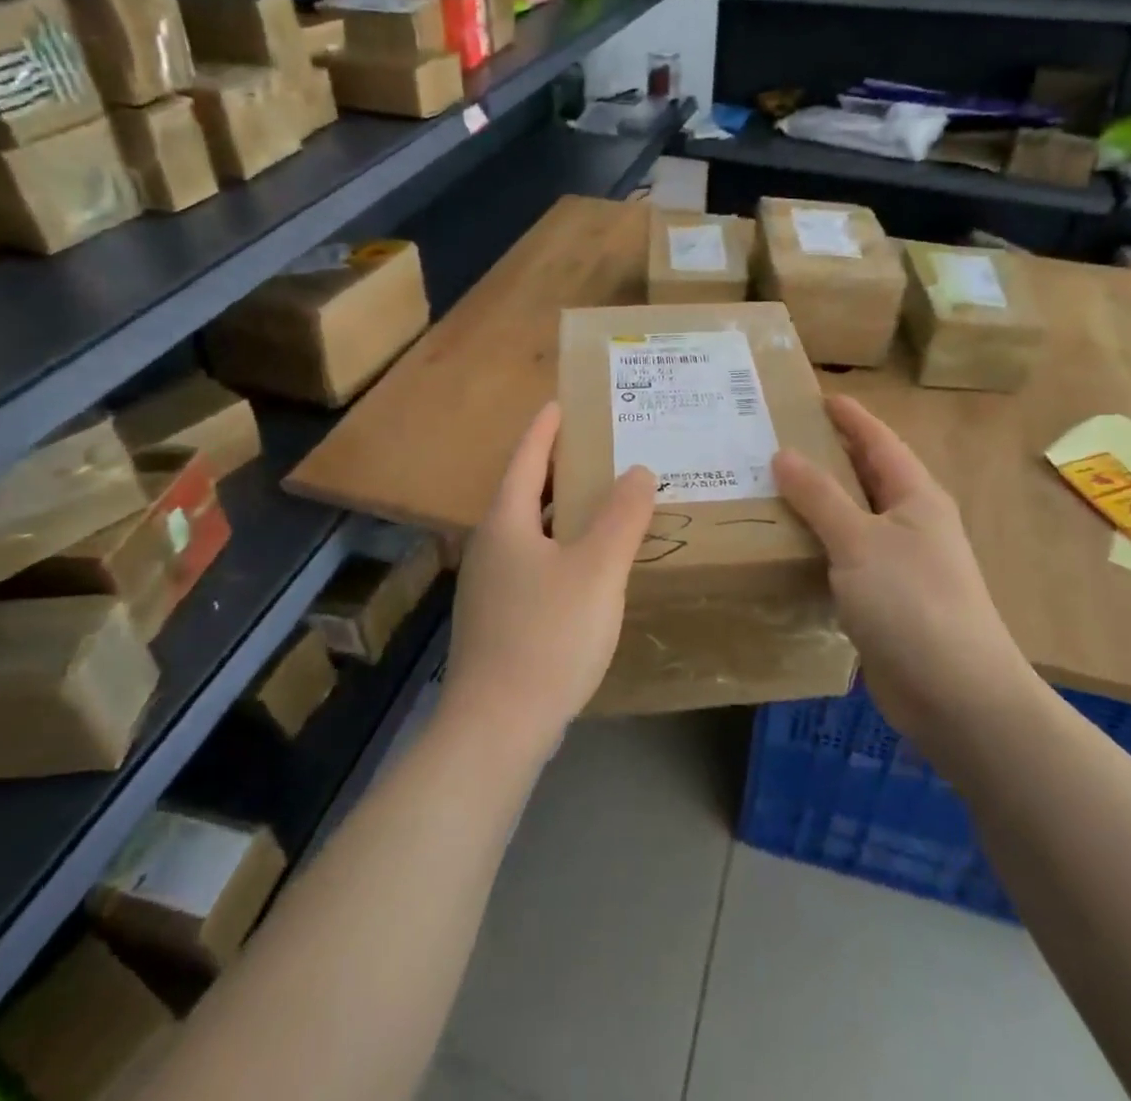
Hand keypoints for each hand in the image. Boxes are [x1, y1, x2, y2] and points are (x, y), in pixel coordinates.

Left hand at [443, 403, 656, 754]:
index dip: (546, 428)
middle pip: (526, 492)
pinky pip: (535, 564)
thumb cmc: (548, 636)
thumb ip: (622, 517)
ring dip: (563, 511)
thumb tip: (638, 471)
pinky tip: (589, 567)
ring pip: (531, 532)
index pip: (527, 458)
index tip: (562, 402)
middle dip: (560, 468)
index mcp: (507, 522)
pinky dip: (562, 548)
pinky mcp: (500, 620)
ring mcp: (491, 587)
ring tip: (603, 502)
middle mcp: (491, 546)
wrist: (497, 728)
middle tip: (601, 449)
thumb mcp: (597, 570)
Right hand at [773, 395, 1033, 735]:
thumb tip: (784, 455)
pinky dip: (818, 546)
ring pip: (852, 520)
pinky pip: (845, 559)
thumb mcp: (860, 541)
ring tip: (768, 488)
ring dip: (817, 504)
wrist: (957, 696)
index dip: (850, 417)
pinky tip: (785, 547)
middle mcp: (911, 523)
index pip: (879, 441)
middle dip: (827, 456)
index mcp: (916, 496)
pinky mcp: (885, 601)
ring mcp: (900, 564)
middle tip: (776, 439)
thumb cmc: (913, 603)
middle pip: (865, 477)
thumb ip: (820, 497)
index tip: (816, 396)